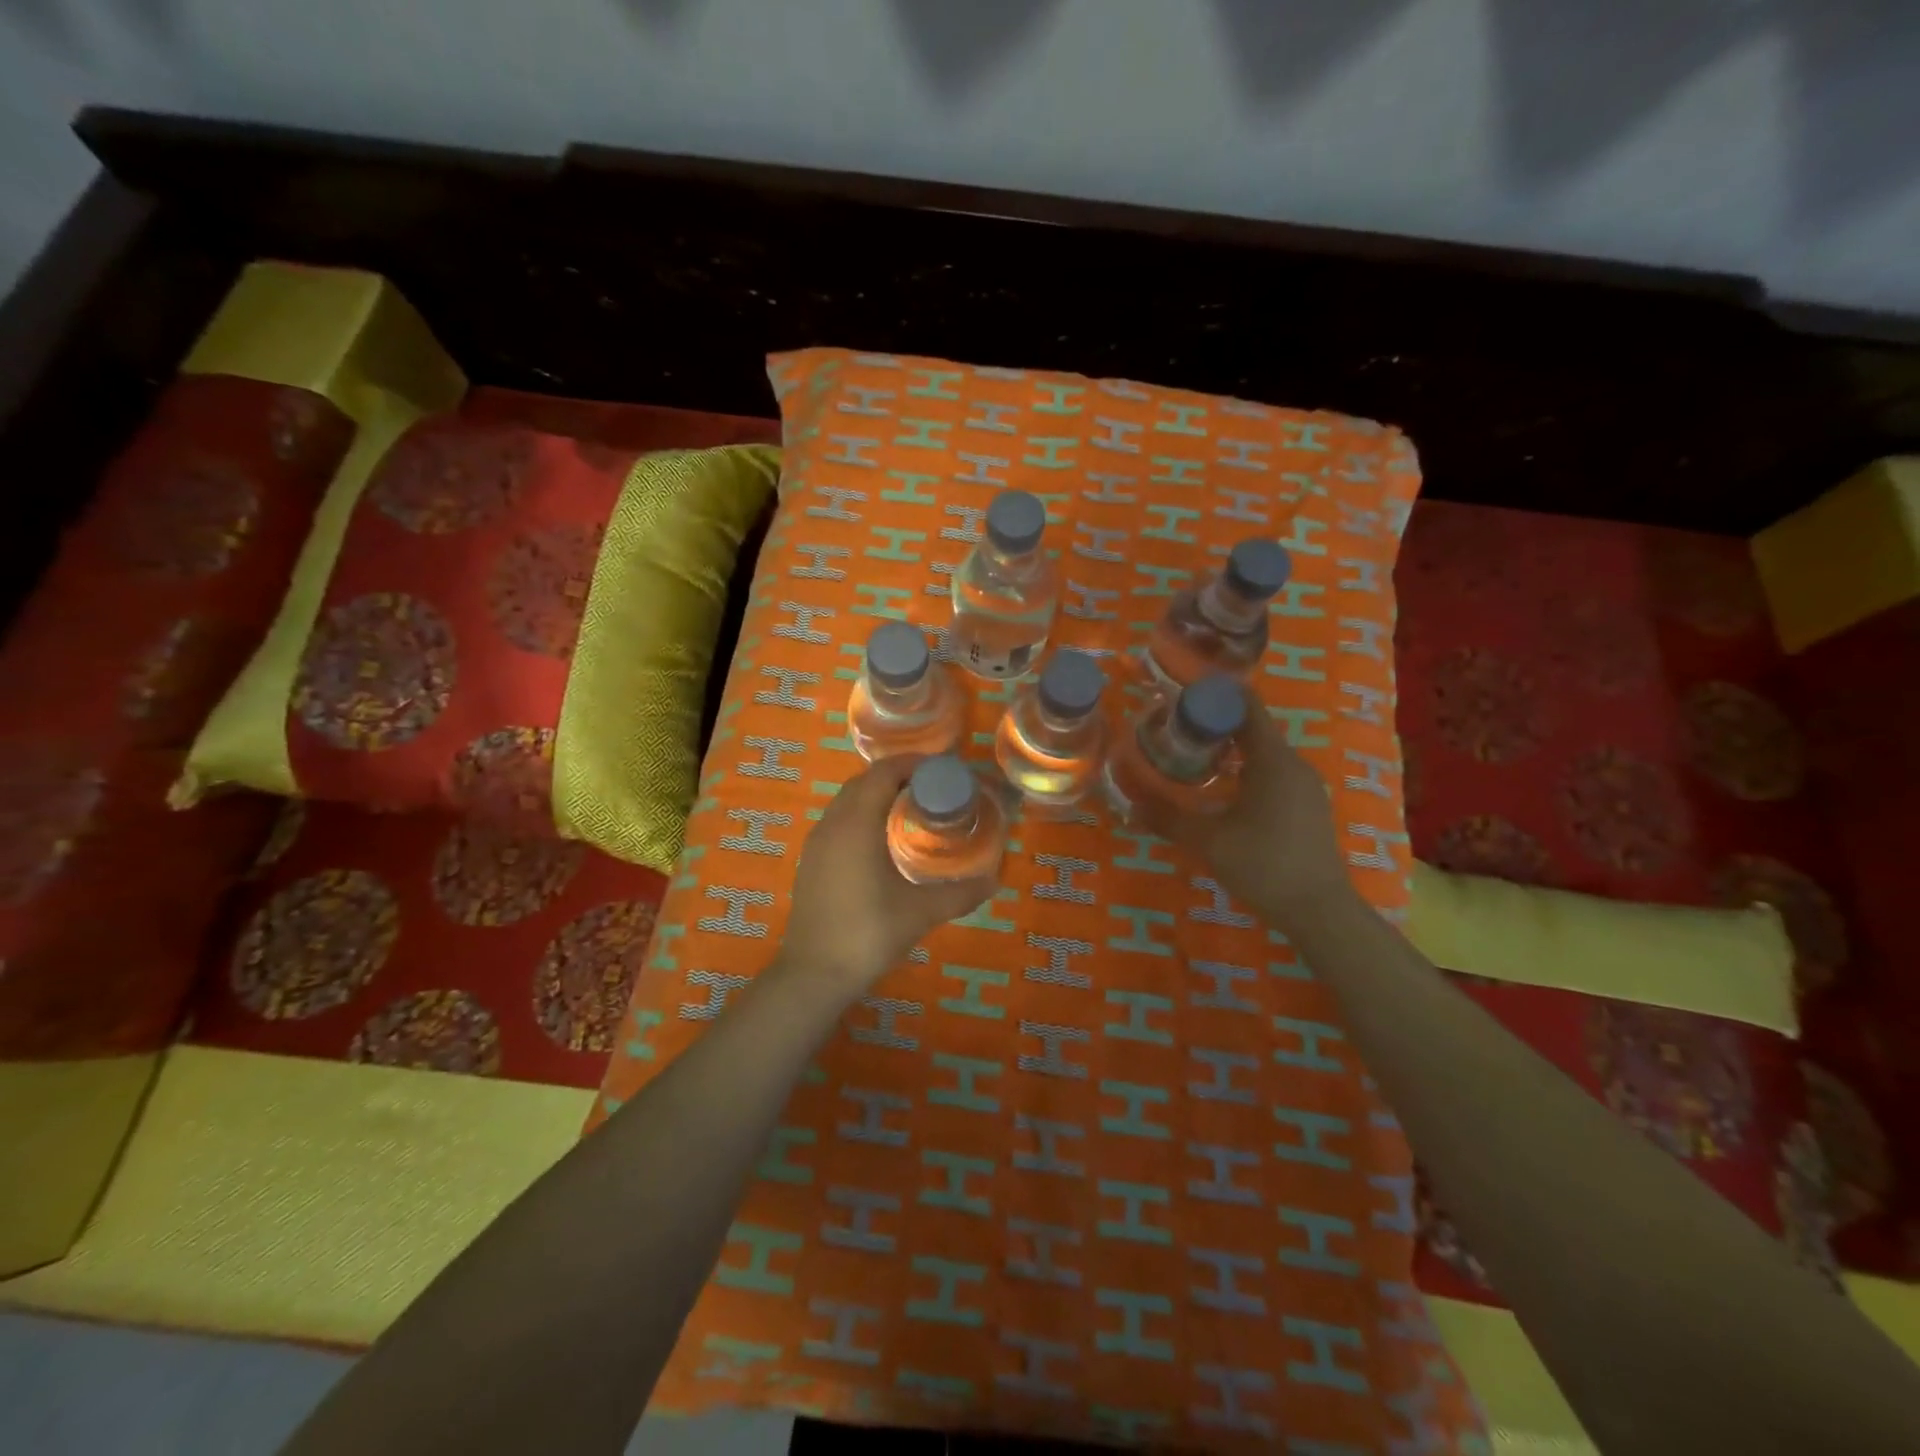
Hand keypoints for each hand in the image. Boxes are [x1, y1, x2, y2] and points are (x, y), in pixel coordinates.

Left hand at [781, 755, 994, 995]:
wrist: (814, 974)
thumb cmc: (868, 934)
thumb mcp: (921, 913)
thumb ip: (960, 893)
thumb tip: (995, 880)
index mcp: (856, 824)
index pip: (883, 773)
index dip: (913, 764)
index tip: (943, 771)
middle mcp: (832, 824)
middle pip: (864, 782)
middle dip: (897, 776)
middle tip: (933, 789)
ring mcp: (816, 843)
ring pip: (847, 801)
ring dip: (877, 794)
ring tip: (912, 809)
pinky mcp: (810, 861)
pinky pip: (838, 821)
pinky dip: (862, 814)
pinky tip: (882, 841)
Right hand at [1140, 706, 1351, 927]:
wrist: (1320, 912)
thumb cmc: (1264, 866)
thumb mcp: (1208, 841)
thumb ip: (1168, 818)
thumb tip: (1129, 804)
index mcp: (1273, 761)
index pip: (1247, 707)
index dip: (1216, 694)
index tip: (1183, 690)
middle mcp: (1294, 765)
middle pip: (1253, 728)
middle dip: (1216, 722)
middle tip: (1175, 724)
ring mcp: (1305, 787)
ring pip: (1264, 752)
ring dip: (1231, 747)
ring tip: (1192, 753)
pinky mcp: (1308, 807)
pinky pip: (1273, 772)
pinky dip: (1246, 768)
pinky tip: (1223, 787)